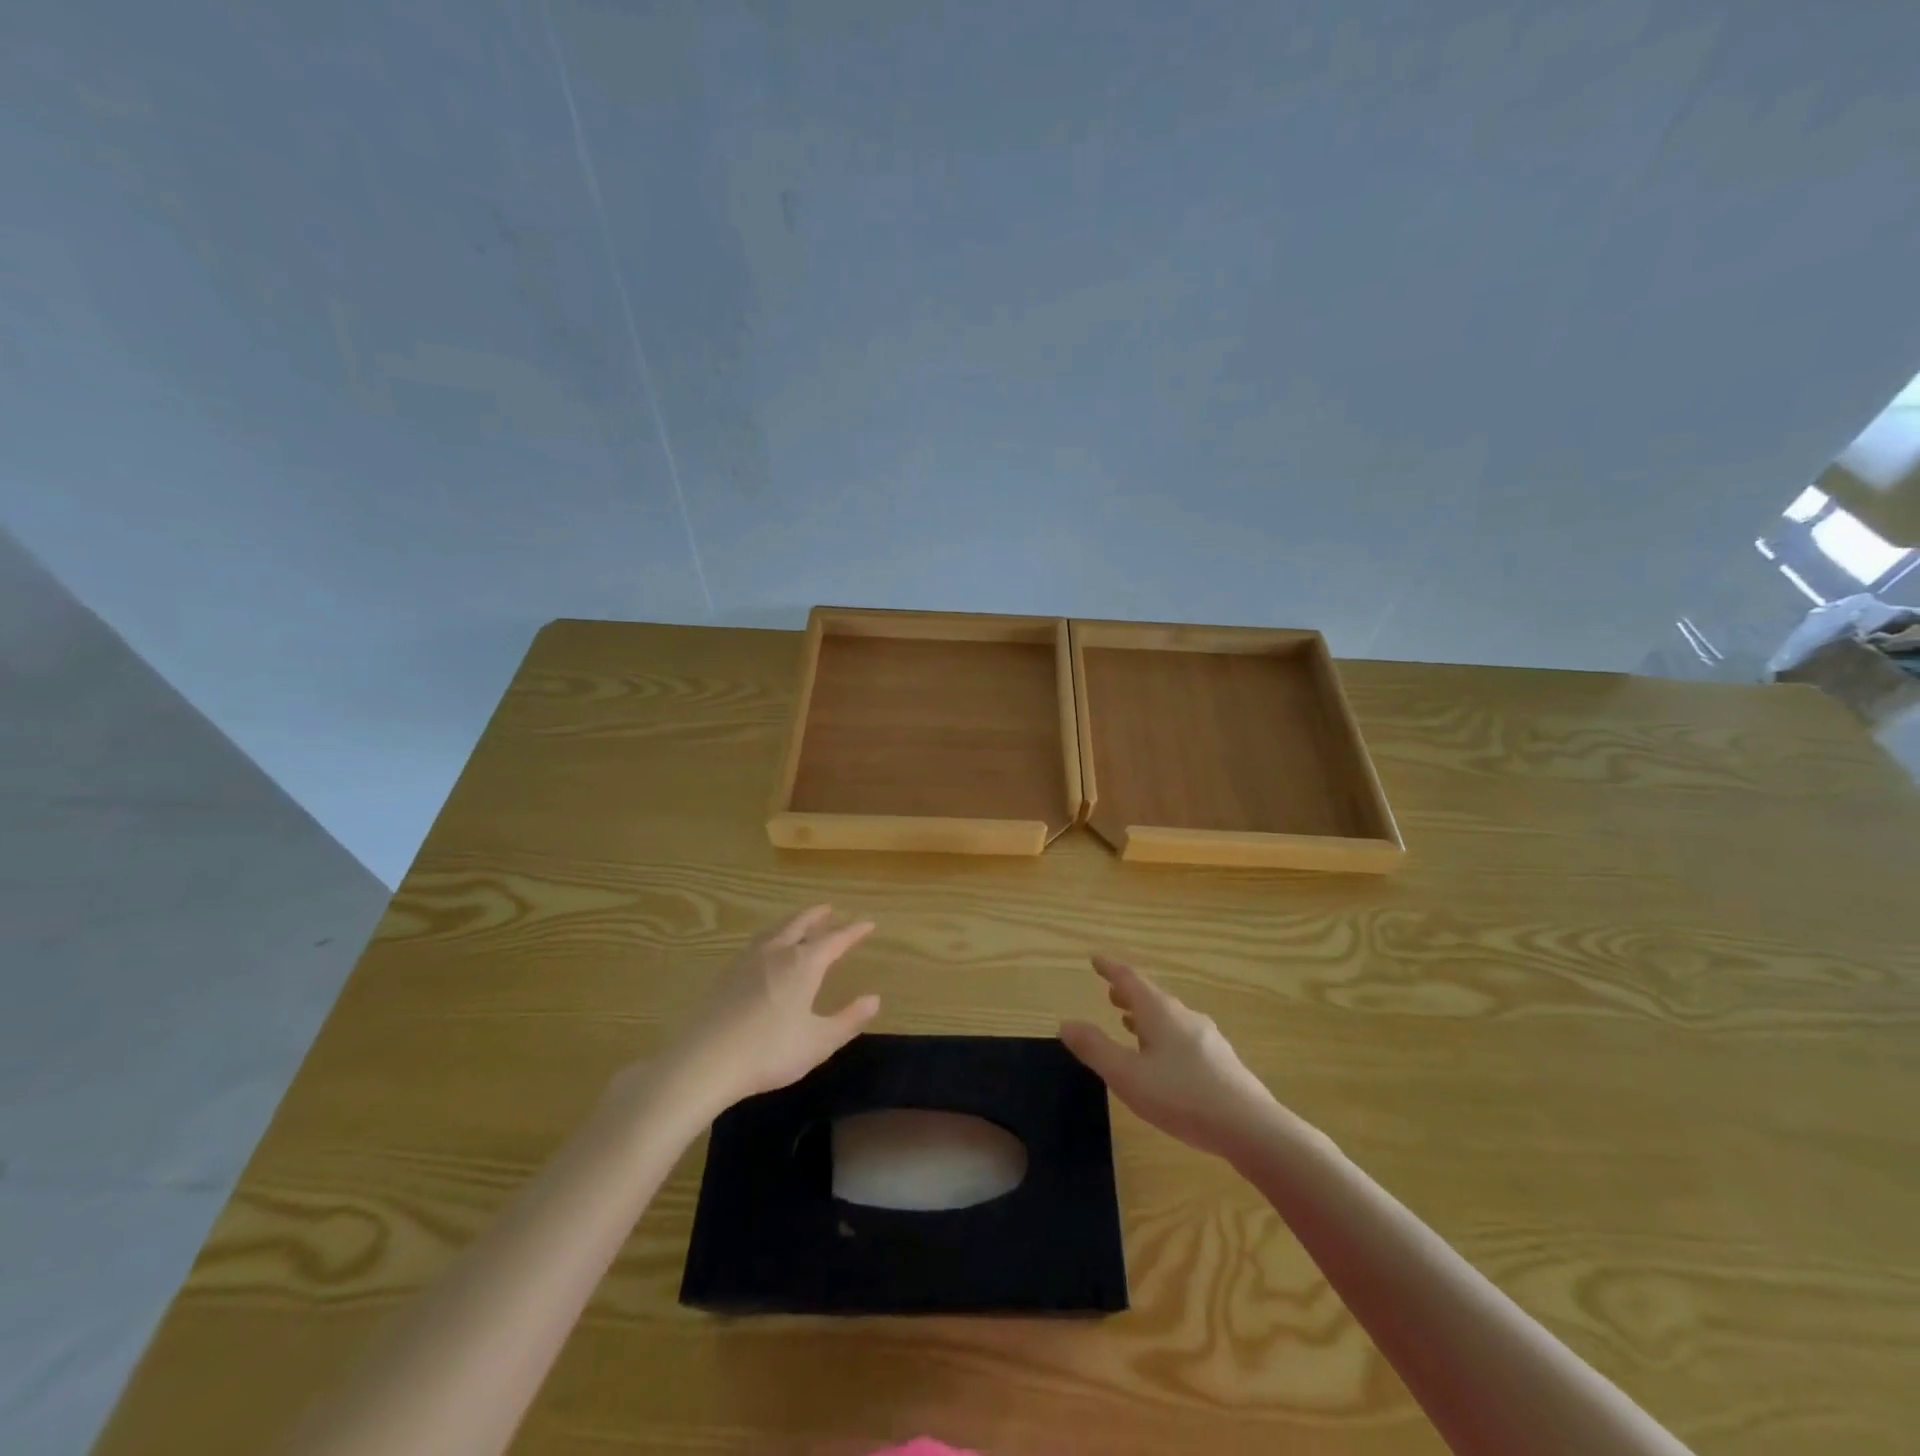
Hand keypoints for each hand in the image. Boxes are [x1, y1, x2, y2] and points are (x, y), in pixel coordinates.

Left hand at [662, 905, 879, 1114]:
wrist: (706, 1061)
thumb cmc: (770, 1051)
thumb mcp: (819, 1041)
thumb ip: (848, 1019)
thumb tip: (874, 999)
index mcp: (803, 964)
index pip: (835, 939)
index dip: (854, 931)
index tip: (869, 923)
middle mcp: (777, 952)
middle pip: (800, 923)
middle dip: (818, 915)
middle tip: (830, 909)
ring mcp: (748, 961)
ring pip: (775, 930)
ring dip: (792, 922)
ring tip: (799, 924)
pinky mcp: (727, 974)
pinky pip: (757, 943)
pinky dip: (771, 937)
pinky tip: (767, 951)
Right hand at [1059, 956, 1280, 1158]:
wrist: (1250, 1128)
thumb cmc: (1181, 1097)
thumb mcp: (1127, 1076)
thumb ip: (1095, 1049)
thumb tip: (1066, 1023)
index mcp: (1160, 1012)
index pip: (1130, 979)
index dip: (1110, 968)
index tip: (1095, 959)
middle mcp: (1184, 1016)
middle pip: (1152, 997)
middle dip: (1129, 994)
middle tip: (1111, 993)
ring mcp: (1207, 1038)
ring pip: (1169, 1018)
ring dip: (1146, 1016)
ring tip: (1130, 1024)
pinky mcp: (1221, 1062)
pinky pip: (1183, 1036)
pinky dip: (1163, 1035)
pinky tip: (1163, 1059)